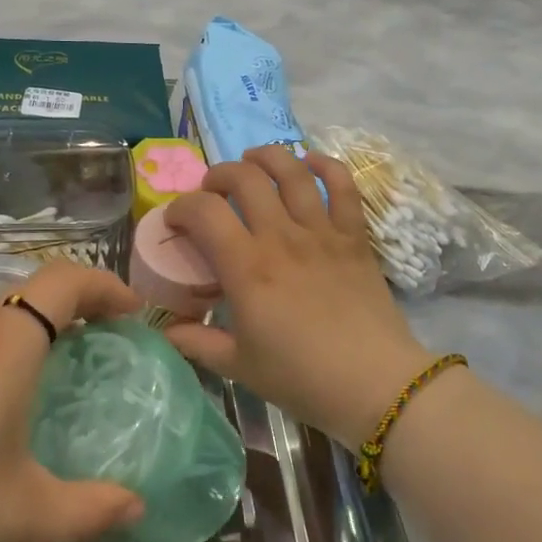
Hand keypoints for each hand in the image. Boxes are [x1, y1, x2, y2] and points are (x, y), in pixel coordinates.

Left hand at [0, 261, 145, 541]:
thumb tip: (136, 508)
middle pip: (31, 291)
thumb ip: (88, 512)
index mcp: (5, 347)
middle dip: (77, 306)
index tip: (134, 314)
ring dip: (35, 329)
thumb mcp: (19, 516)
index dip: (105, 285)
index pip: (64, 280)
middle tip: (104, 344)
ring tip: (55, 375)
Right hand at [163, 147, 434, 444]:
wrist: (375, 384)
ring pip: (292, 171)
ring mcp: (321, 232)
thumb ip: (197, 343)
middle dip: (220, 175)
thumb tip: (166, 331)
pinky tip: (310, 162)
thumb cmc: (302, 377)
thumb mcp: (239, 367)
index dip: (181, 207)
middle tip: (214, 191)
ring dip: (267, 157)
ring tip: (253, 161)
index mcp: (247, 267)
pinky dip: (326, 165)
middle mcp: (281, 237)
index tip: (175, 220)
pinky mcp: (354, 235)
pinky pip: (343, 186)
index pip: (204, 211)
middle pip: (245, 178)